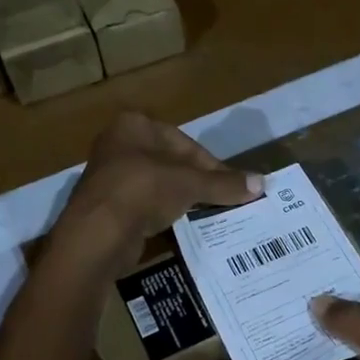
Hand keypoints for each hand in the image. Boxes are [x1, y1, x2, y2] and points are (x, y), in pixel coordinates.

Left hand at [53, 113, 262, 273]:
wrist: (97, 234)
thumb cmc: (144, 190)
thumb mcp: (190, 184)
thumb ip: (224, 183)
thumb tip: (261, 183)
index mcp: (134, 126)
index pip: (185, 143)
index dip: (212, 165)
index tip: (230, 185)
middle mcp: (118, 144)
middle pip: (171, 162)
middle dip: (196, 181)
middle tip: (220, 200)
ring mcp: (108, 176)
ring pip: (157, 184)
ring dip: (179, 198)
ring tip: (203, 214)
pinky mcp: (105, 205)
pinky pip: (143, 204)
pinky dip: (160, 213)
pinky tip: (176, 226)